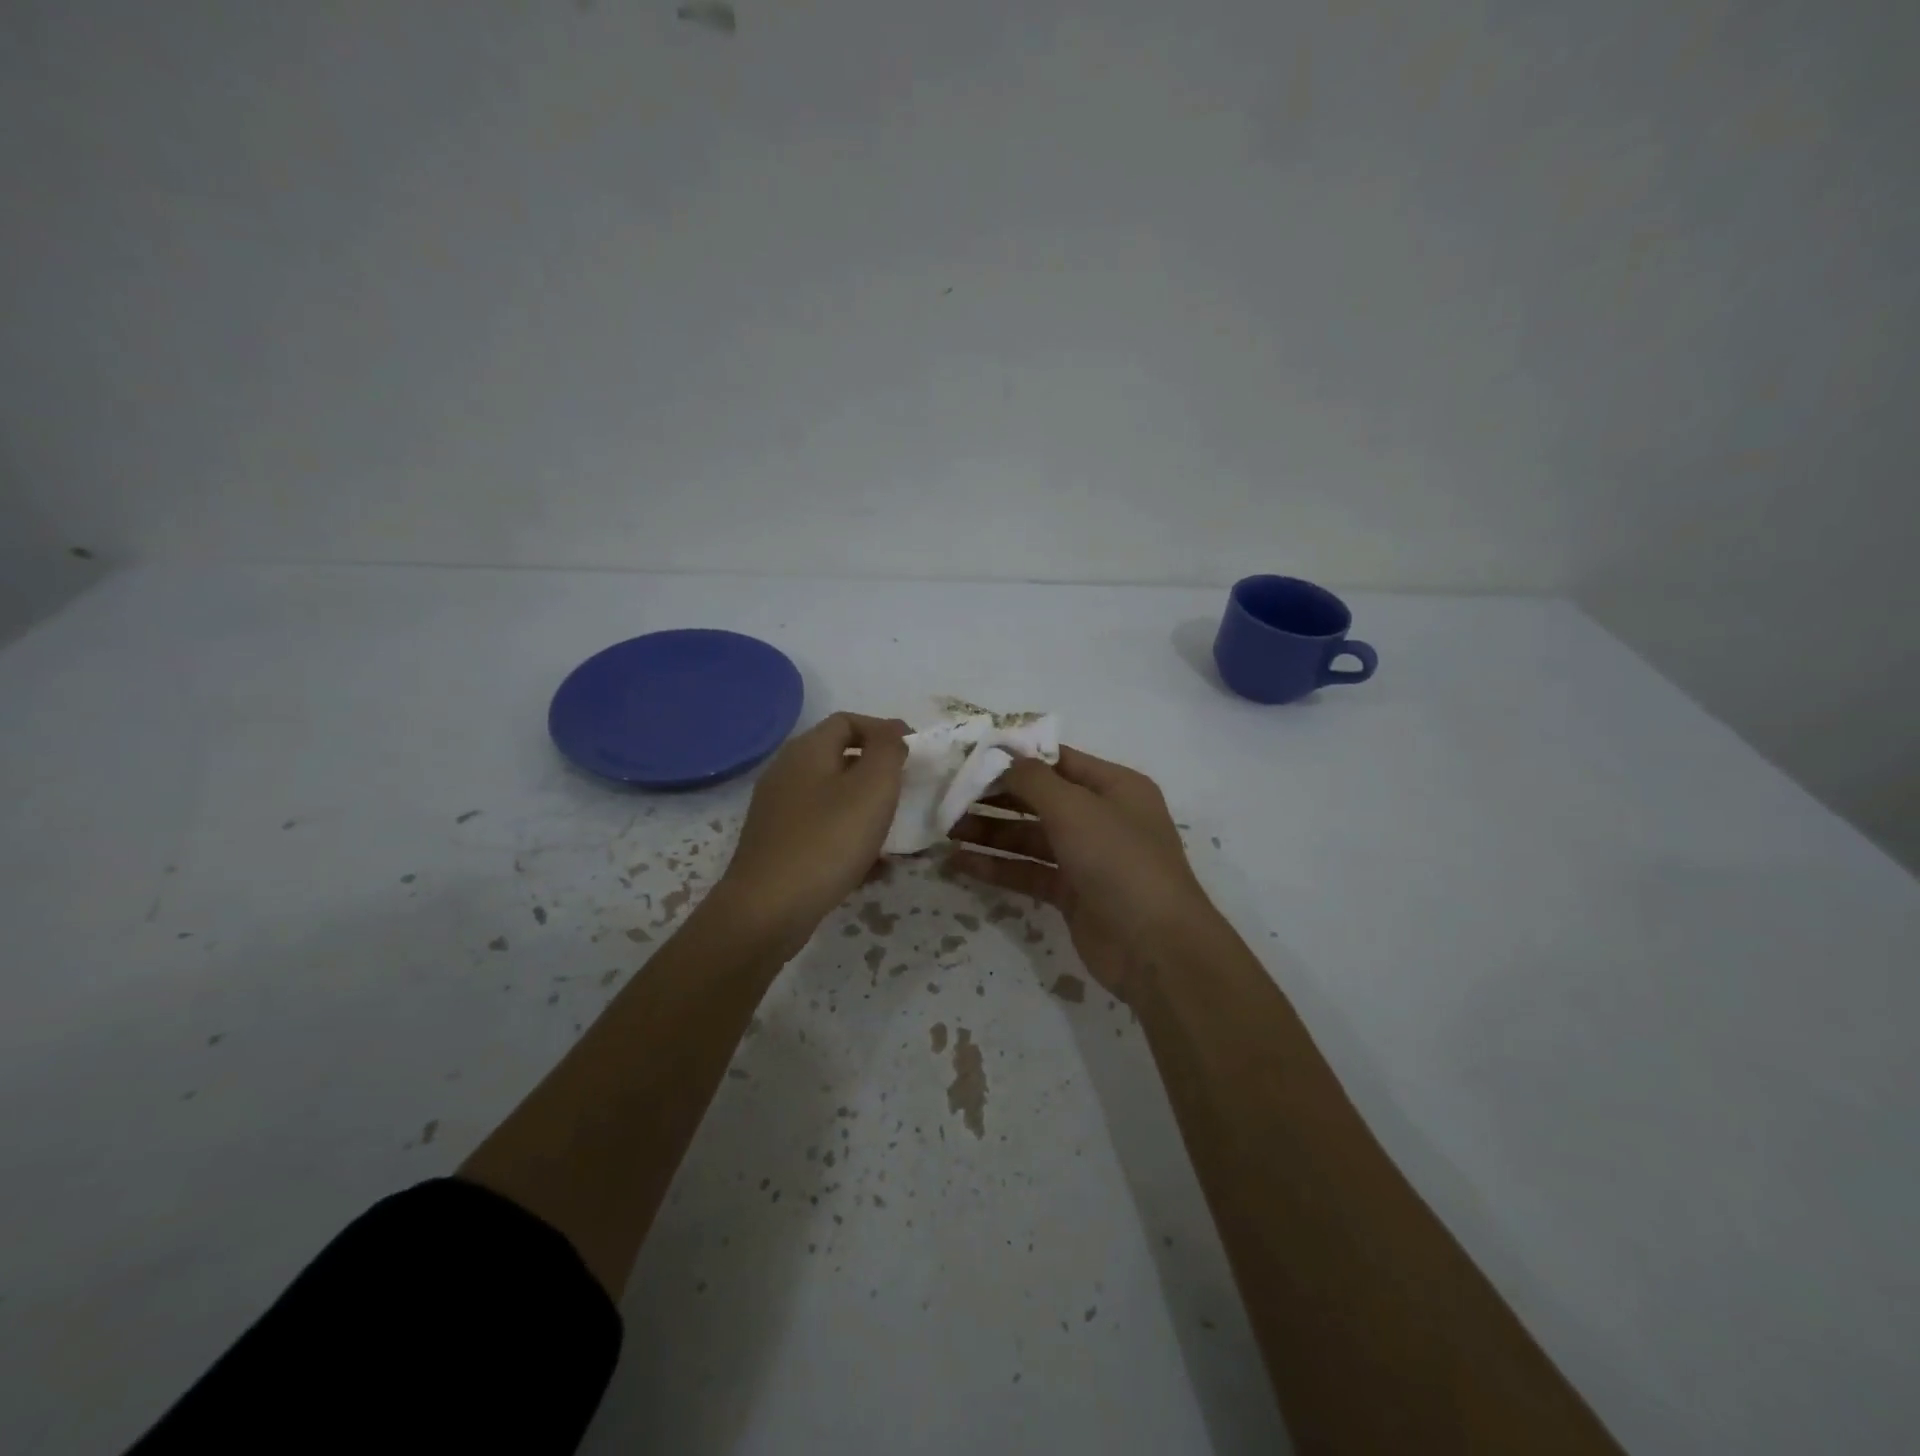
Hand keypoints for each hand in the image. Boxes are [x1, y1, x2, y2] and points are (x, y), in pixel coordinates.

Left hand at [713, 712, 909, 950]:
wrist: (768, 910)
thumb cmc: (828, 840)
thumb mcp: (873, 787)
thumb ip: (888, 751)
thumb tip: (891, 735)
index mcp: (807, 750)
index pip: (848, 721)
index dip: (884, 730)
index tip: (914, 753)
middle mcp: (786, 772)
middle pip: (839, 758)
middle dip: (877, 773)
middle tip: (906, 792)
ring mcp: (778, 810)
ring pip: (833, 797)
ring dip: (866, 810)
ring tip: (894, 835)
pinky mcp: (777, 845)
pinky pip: (822, 829)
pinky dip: (849, 838)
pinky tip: (871, 868)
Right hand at [947, 746, 1215, 1002]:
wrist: (1155, 948)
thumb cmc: (1119, 861)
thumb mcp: (1075, 808)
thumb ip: (1033, 779)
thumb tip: (1001, 755)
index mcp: (1114, 786)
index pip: (1057, 760)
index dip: (1015, 757)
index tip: (969, 756)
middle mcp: (1101, 817)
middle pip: (1039, 799)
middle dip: (995, 797)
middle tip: (948, 796)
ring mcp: (1087, 857)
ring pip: (1030, 837)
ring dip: (990, 832)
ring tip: (945, 830)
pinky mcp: (1072, 893)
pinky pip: (1029, 871)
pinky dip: (998, 867)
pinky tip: (960, 864)